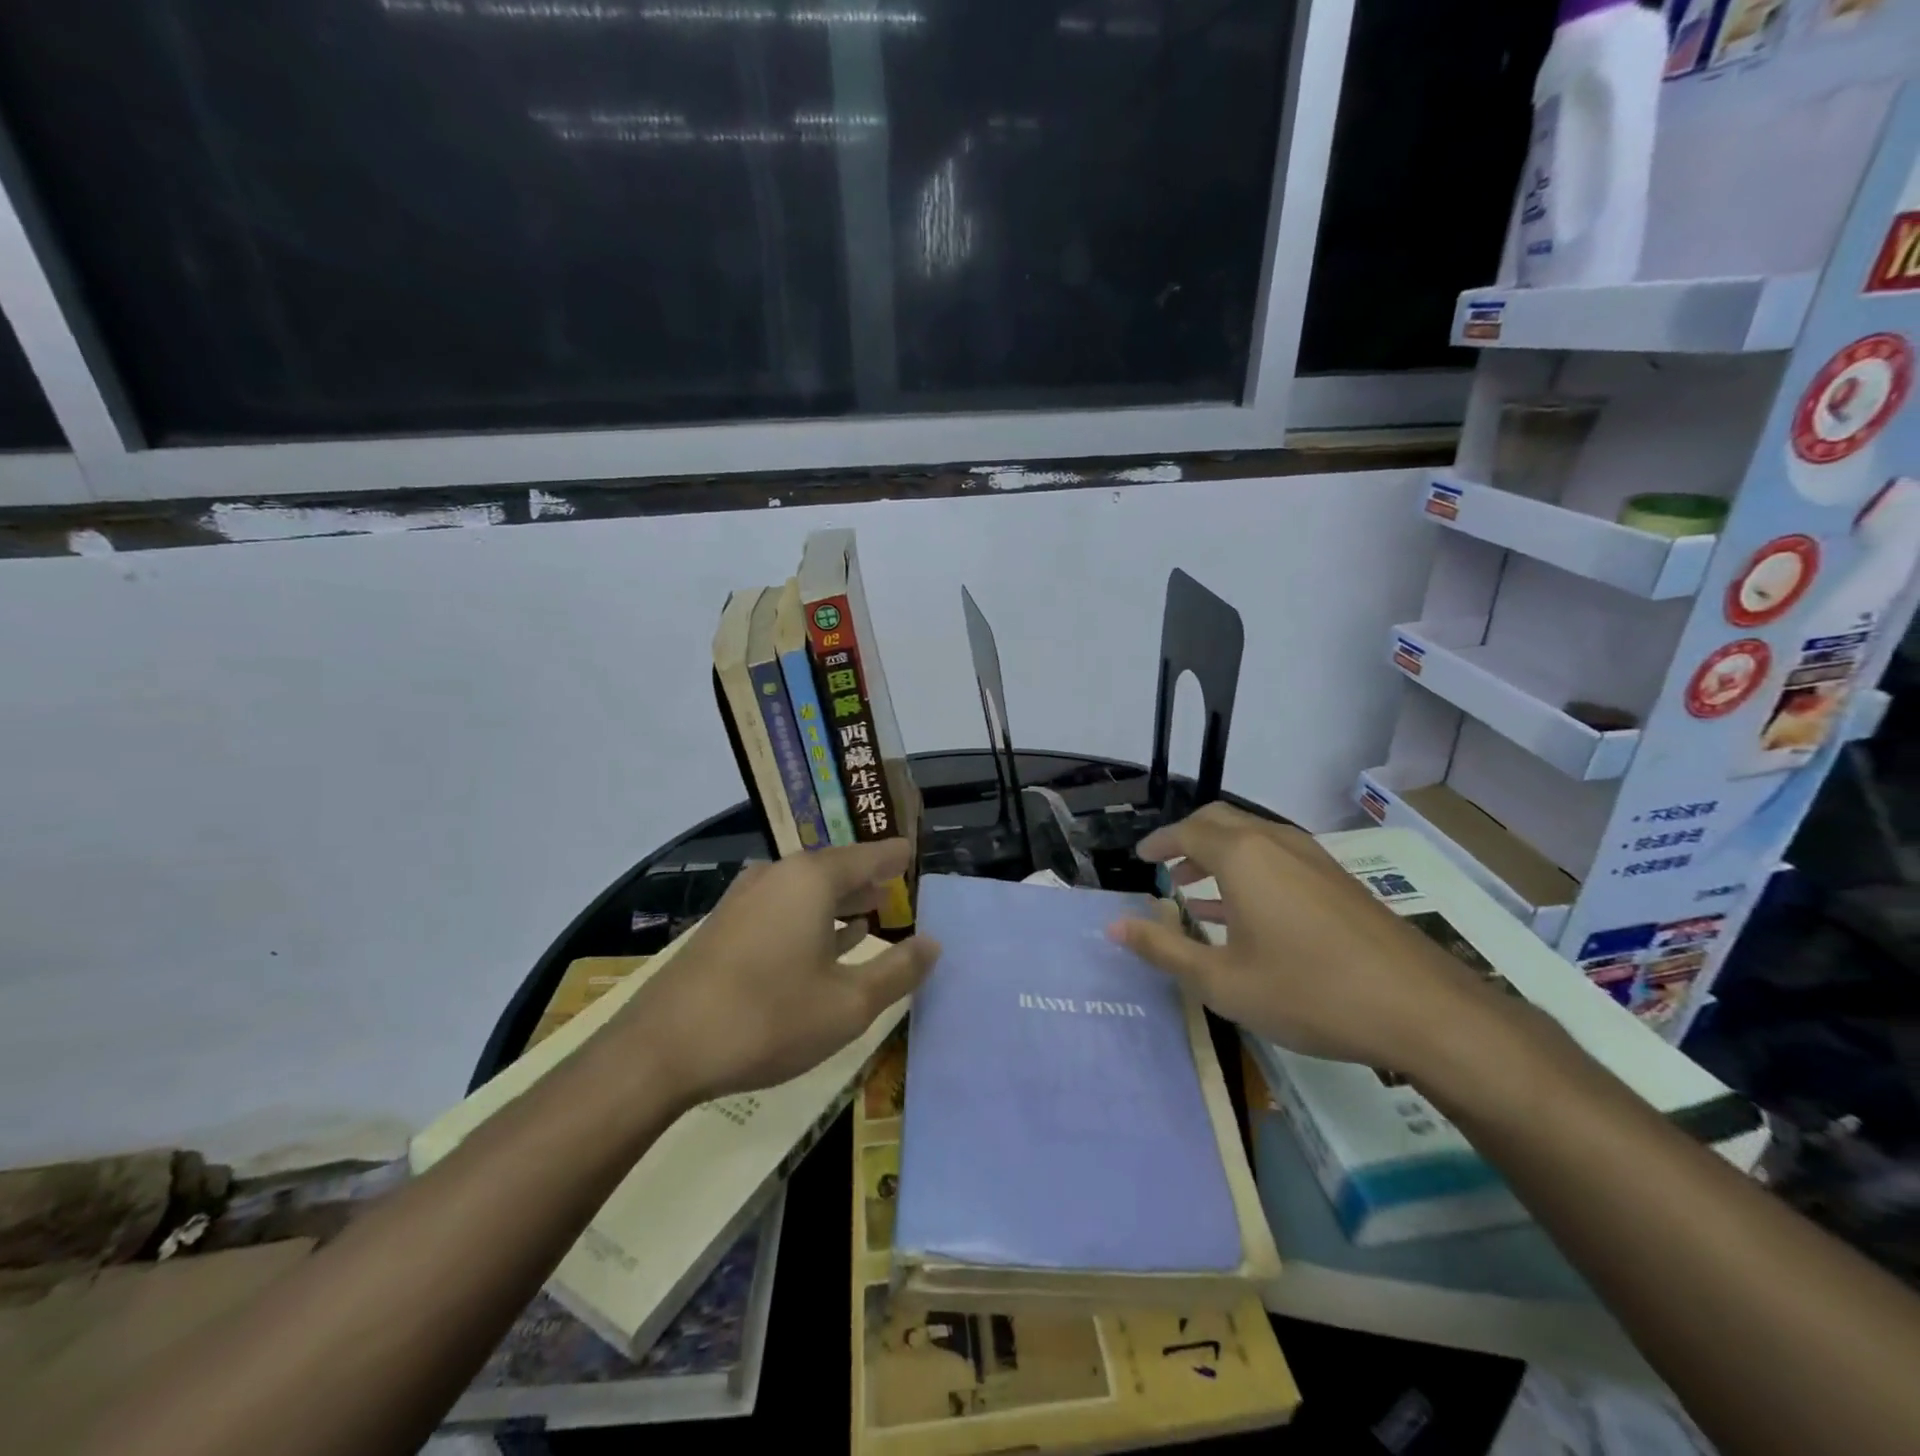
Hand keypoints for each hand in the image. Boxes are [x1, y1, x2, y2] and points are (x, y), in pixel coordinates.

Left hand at [615, 840, 940, 1103]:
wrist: (662, 1049)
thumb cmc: (768, 1018)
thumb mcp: (848, 1004)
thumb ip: (897, 970)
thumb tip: (933, 943)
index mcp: (811, 880)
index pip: (866, 855)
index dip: (893, 856)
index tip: (912, 852)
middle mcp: (777, 877)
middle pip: (834, 869)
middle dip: (867, 879)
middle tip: (896, 885)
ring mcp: (745, 900)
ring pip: (805, 891)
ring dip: (839, 901)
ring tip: (870, 913)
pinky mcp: (724, 928)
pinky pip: (781, 909)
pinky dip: (809, 919)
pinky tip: (822, 943)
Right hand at [1108, 804, 1505, 1074]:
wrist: (1422, 1010)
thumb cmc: (1308, 992)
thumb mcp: (1222, 981)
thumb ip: (1164, 949)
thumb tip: (1114, 926)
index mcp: (1243, 856)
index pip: (1187, 831)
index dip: (1159, 843)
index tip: (1141, 859)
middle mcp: (1276, 843)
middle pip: (1221, 821)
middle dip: (1188, 839)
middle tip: (1167, 867)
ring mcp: (1314, 859)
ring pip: (1253, 838)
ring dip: (1220, 855)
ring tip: (1197, 890)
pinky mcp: (1339, 881)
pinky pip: (1279, 858)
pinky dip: (1250, 870)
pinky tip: (1247, 913)